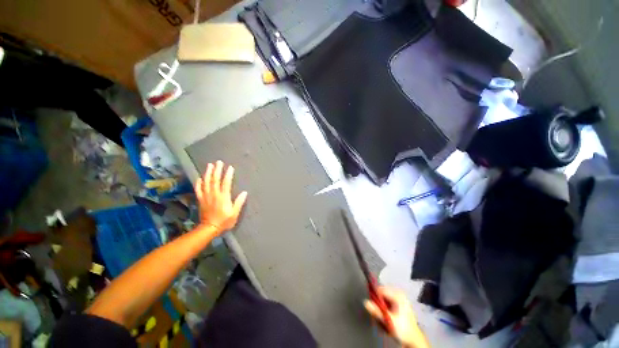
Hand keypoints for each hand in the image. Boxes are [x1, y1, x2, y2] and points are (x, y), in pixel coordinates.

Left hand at [194, 160, 247, 232]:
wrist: (209, 228)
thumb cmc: (224, 221)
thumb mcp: (234, 213)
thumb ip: (239, 202)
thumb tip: (245, 192)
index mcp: (223, 197)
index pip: (225, 183)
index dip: (228, 175)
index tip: (230, 167)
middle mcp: (214, 194)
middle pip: (215, 180)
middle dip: (217, 170)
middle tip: (218, 162)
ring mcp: (206, 196)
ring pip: (206, 182)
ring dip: (208, 173)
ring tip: (209, 165)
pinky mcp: (201, 200)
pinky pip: (198, 189)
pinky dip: (198, 183)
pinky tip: (199, 178)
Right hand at [364, 286, 428, 347]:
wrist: (414, 340)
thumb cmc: (403, 329)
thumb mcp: (389, 321)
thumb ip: (377, 312)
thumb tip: (366, 302)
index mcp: (397, 295)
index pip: (380, 289)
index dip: (374, 297)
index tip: (372, 306)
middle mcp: (398, 294)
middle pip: (381, 295)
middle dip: (378, 305)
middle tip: (379, 316)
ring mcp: (399, 299)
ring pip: (383, 300)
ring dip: (381, 309)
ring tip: (383, 319)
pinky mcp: (398, 304)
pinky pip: (386, 303)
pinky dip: (384, 310)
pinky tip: (386, 319)